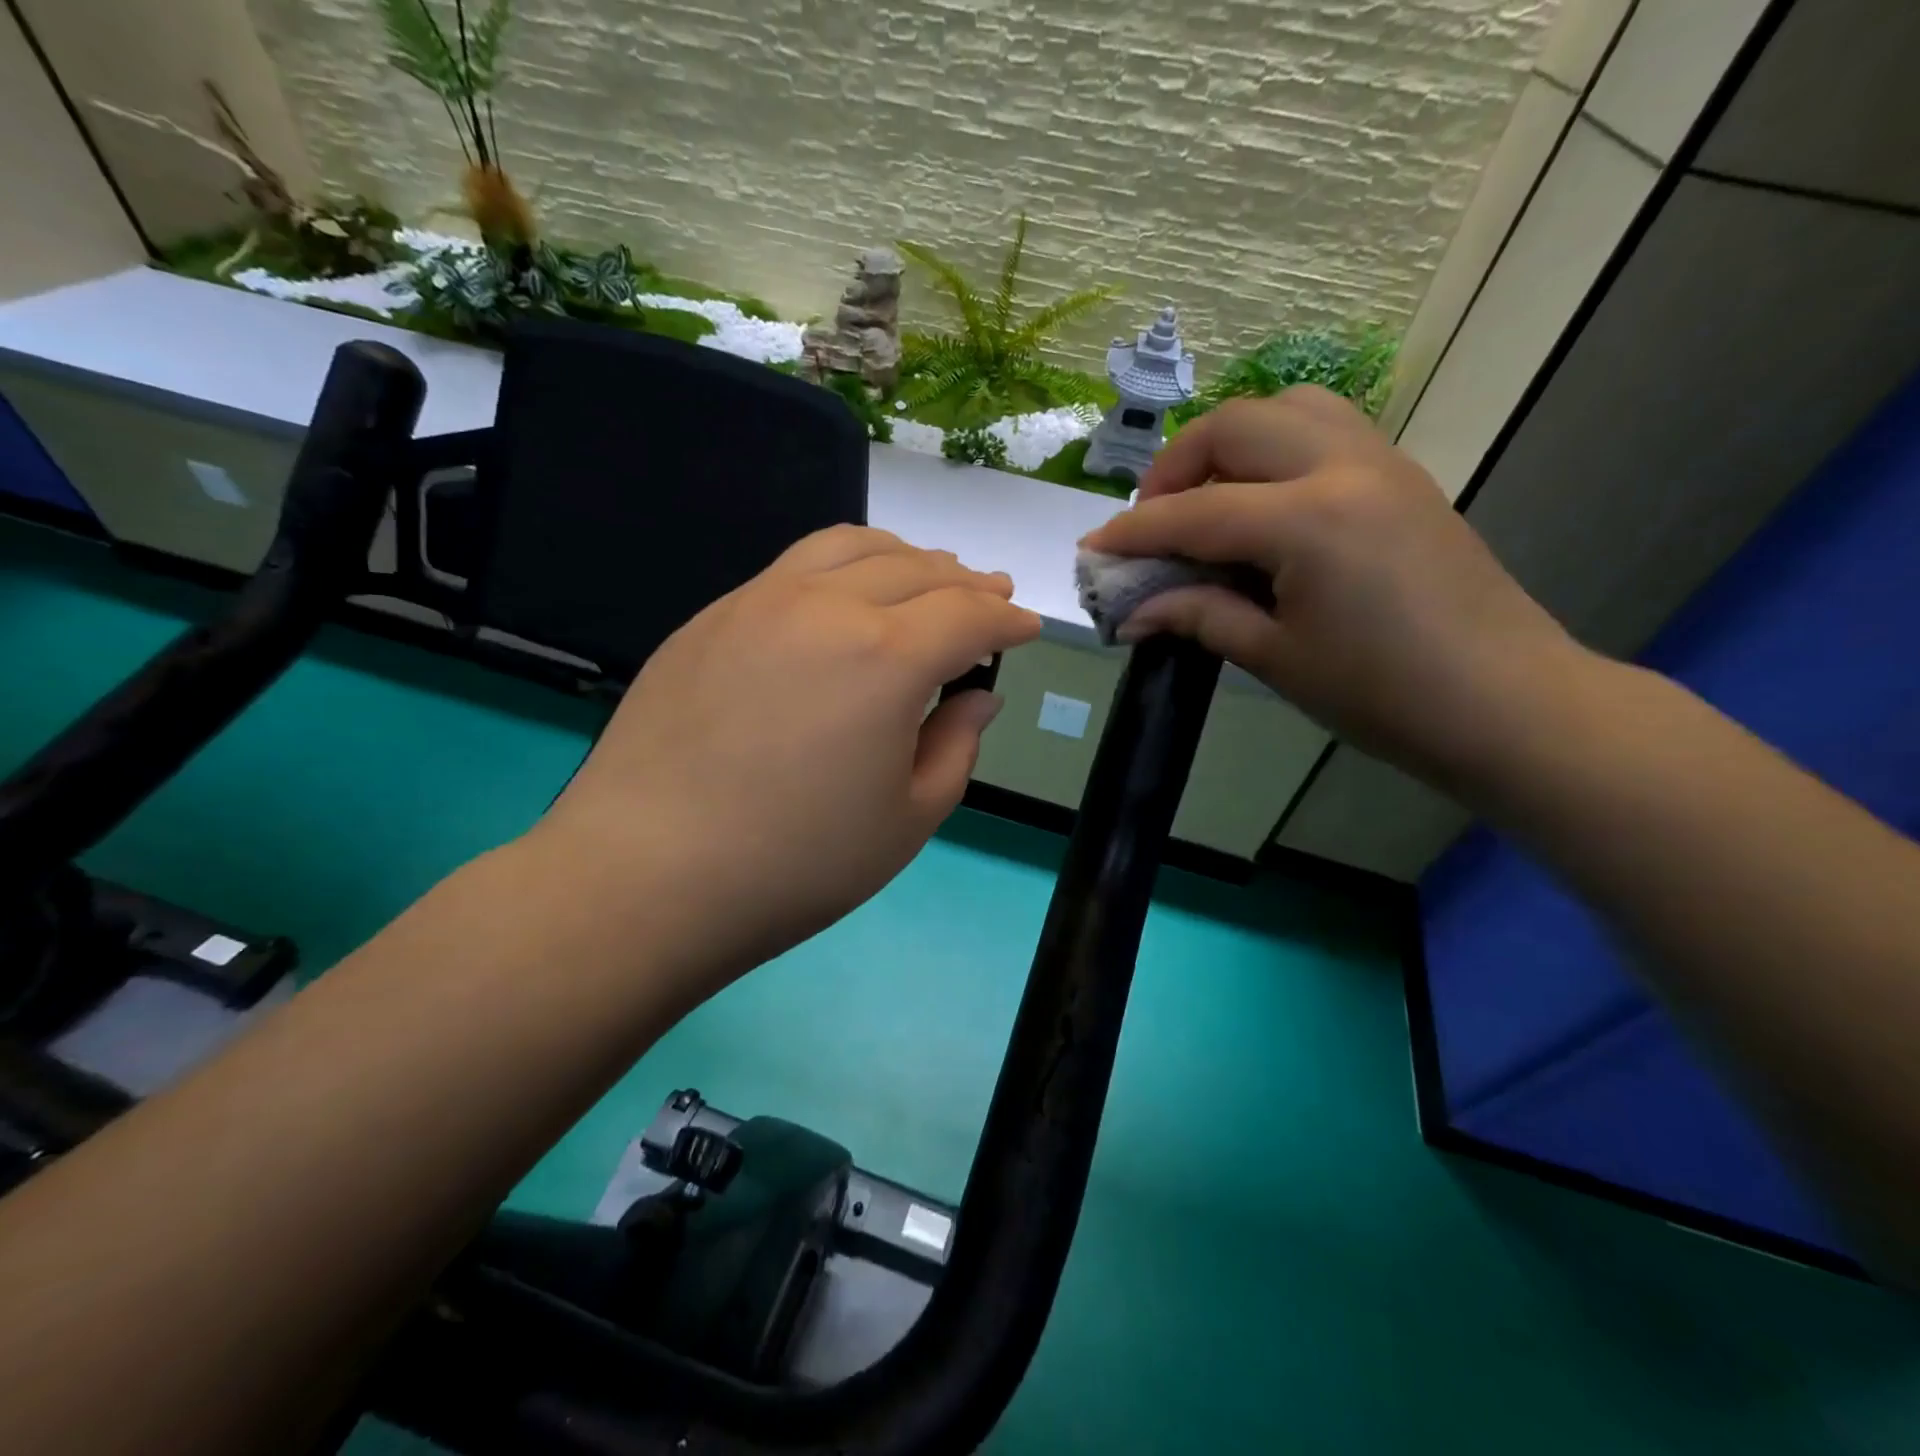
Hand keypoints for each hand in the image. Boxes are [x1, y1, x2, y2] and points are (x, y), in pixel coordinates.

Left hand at [534, 526, 1041, 995]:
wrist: (646, 875)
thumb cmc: (797, 863)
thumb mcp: (908, 820)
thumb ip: (955, 746)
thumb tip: (977, 697)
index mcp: (886, 657)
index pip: (968, 615)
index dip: (1007, 620)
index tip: (1027, 628)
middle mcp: (826, 605)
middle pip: (916, 570)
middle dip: (966, 583)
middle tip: (990, 596)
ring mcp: (759, 601)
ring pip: (851, 547)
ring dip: (905, 557)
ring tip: (928, 574)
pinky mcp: (711, 617)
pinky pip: (794, 566)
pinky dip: (843, 565)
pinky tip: (845, 595)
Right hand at [1081, 387, 1585, 788]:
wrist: (1505, 703)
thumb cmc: (1383, 694)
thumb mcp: (1276, 658)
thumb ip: (1199, 617)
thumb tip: (1133, 612)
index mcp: (1309, 520)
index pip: (1194, 513)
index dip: (1132, 533)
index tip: (1092, 550)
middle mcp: (1344, 466)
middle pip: (1234, 426)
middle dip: (1174, 467)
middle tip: (1151, 522)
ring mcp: (1382, 461)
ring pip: (1286, 408)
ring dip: (1230, 444)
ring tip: (1207, 500)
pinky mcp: (1402, 475)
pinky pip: (1326, 427)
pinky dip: (1276, 447)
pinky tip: (1263, 504)